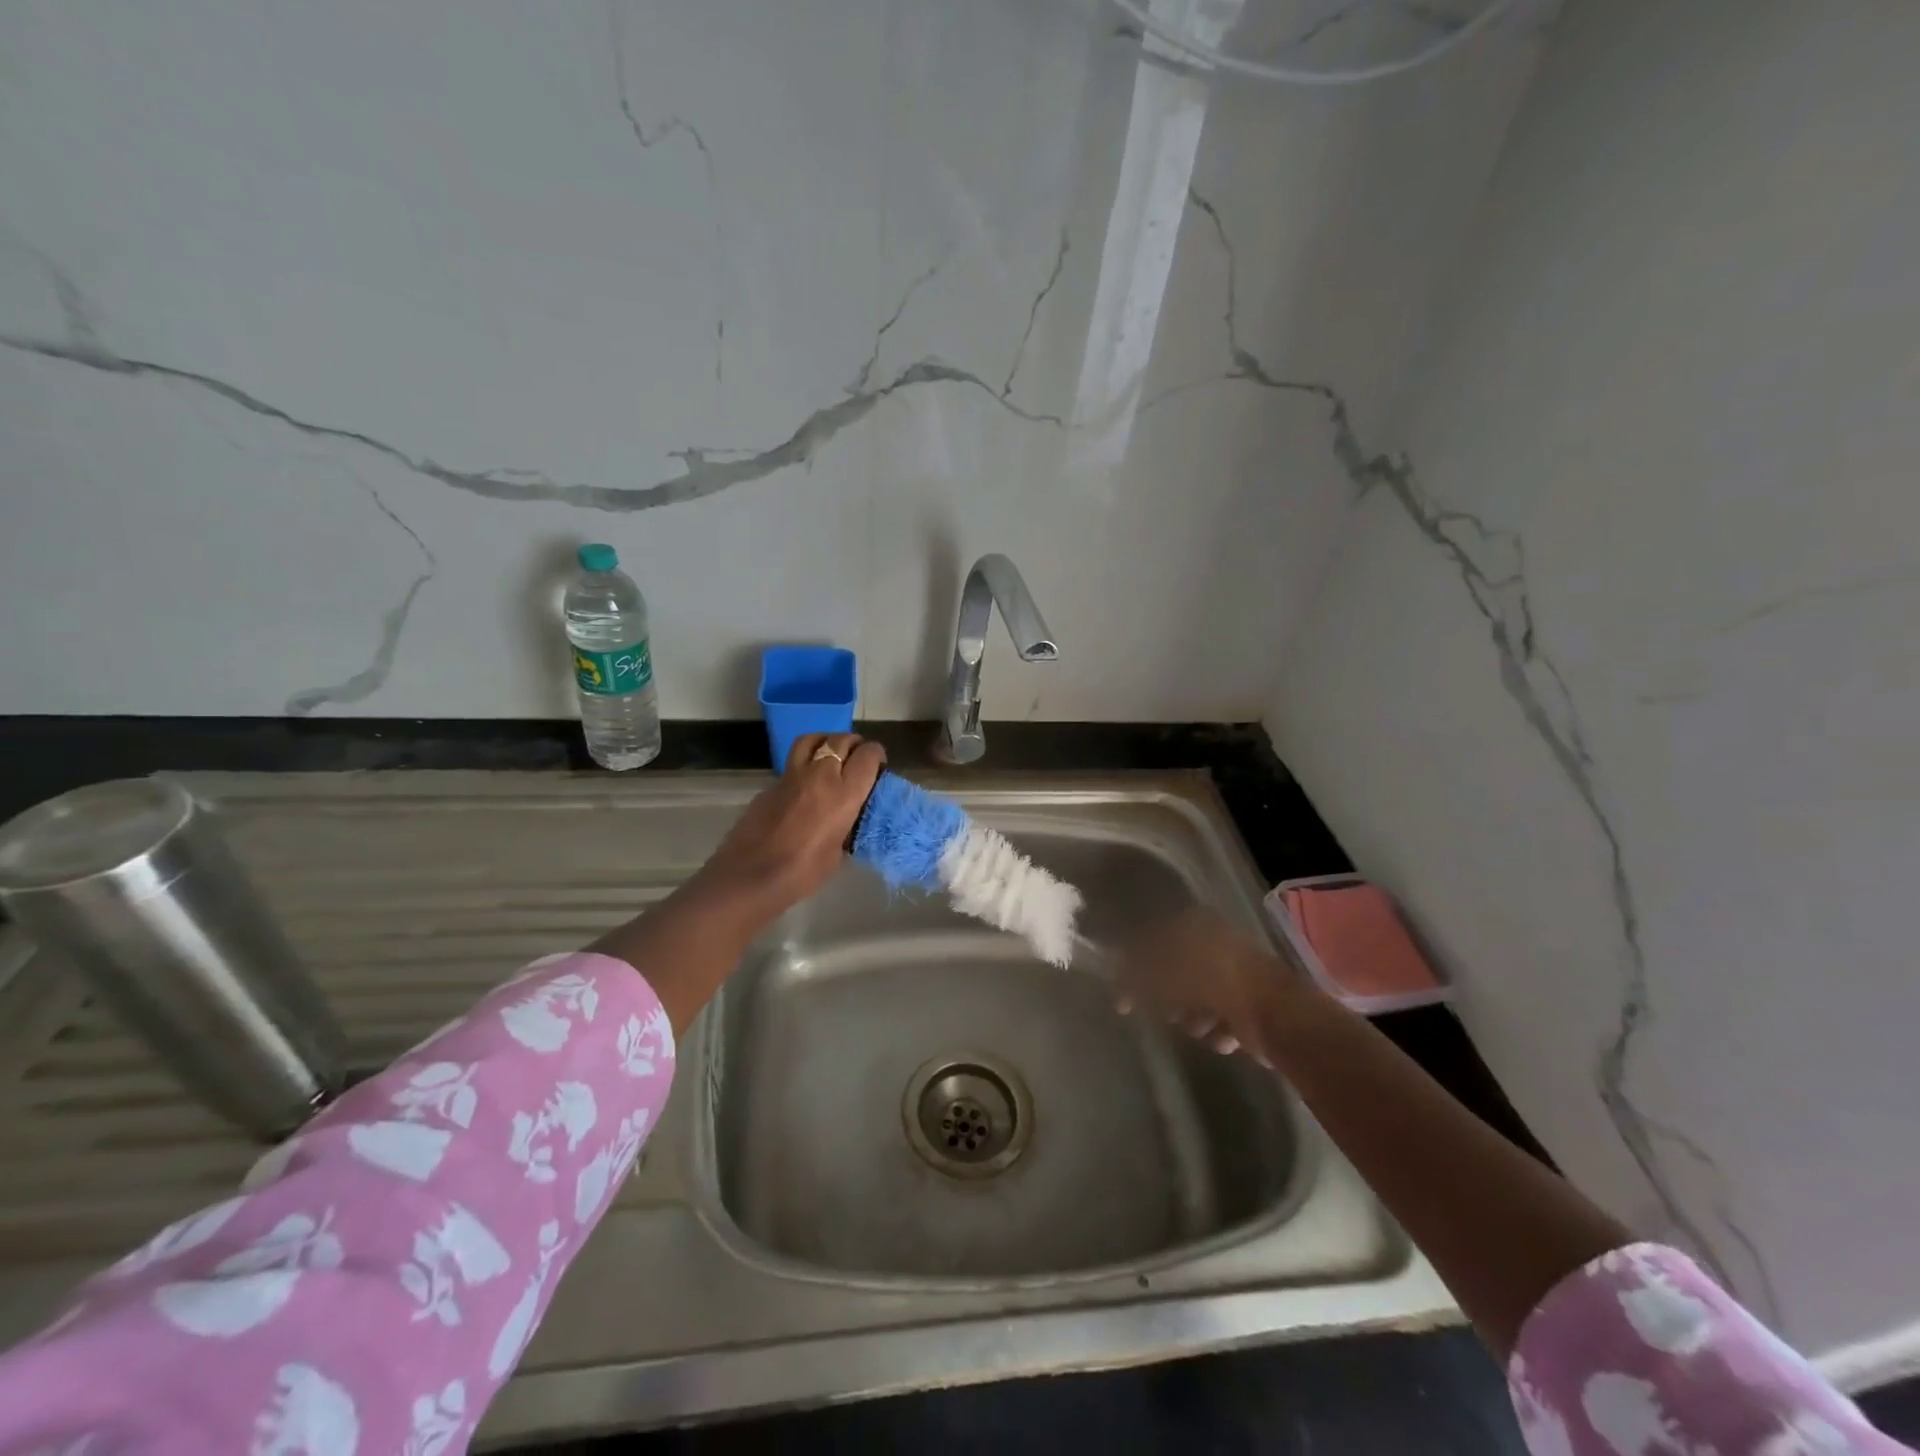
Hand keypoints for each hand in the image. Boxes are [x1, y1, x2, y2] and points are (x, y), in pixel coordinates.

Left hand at [694, 732, 886, 917]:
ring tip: (831, 754)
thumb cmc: (802, 873)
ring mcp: (791, 776)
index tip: (877, 765)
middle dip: (854, 744)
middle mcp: (820, 775)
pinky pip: (792, 764)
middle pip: (841, 740)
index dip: (876, 755)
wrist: (750, 876)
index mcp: (844, 794)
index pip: (867, 755)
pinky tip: (804, 785)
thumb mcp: (837, 852)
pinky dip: (804, 765)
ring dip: (826, 741)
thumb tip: (846, 819)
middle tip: (857, 758)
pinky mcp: (770, 784)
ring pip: (812, 739)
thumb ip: (845, 826)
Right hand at [1112, 905, 1305, 1065]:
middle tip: (1166, 1011)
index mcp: (1193, 924)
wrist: (1277, 1016)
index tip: (1125, 993)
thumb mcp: (1160, 975)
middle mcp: (1214, 942)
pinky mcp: (1250, 1002)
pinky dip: (1219, 1029)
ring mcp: (1234, 972)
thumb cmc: (1212, 985)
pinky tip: (1225, 1035)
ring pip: (1196, 999)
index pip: (1151, 938)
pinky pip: (1220, 1018)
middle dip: (1168, 998)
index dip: (1134, 964)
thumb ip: (1132, 975)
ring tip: (1203, 1024)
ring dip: (1194, 1018)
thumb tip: (1116, 980)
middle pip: (1174, 972)